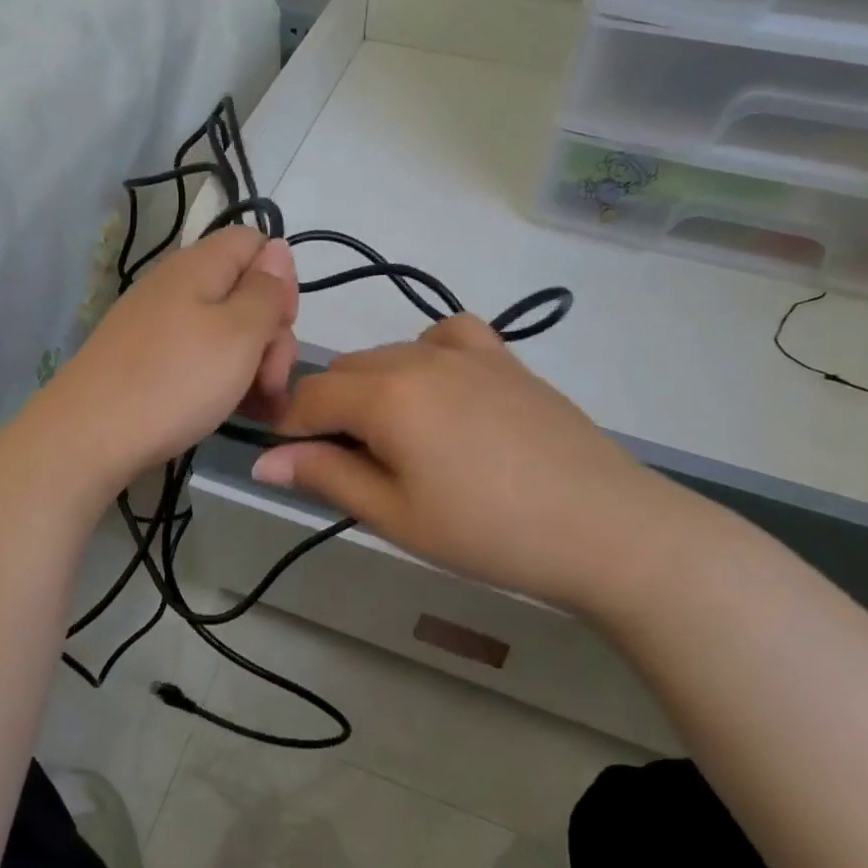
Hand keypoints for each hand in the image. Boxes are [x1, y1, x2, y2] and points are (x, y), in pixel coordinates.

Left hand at [36, 227, 297, 492]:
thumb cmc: (175, 380)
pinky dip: (222, 379)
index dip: (280, 278)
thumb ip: (266, 290)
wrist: (89, 436)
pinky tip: (233, 410)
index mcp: (199, 266)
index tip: (282, 324)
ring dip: (252, 364)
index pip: (255, 242)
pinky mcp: (146, 359)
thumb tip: (277, 251)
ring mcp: (158, 324)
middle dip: (271, 333)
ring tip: (259, 407)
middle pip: (244, 291)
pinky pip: (198, 356)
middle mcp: (176, 286)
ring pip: (225, 330)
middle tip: (271, 380)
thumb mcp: (239, 333)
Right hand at [252, 316, 703, 616]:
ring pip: (388, 354)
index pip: (309, 398)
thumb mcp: (396, 515)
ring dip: (372, 389)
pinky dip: (425, 356)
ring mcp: (465, 350)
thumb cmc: (489, 532)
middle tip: (354, 468)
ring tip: (399, 443)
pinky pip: (445, 335)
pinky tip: (440, 392)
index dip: (290, 431)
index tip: (297, 466)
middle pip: (345, 371)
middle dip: (331, 412)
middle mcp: (418, 355)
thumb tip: (263, 461)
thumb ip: (326, 477)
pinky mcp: (503, 357)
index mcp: (385, 394)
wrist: (604, 526)